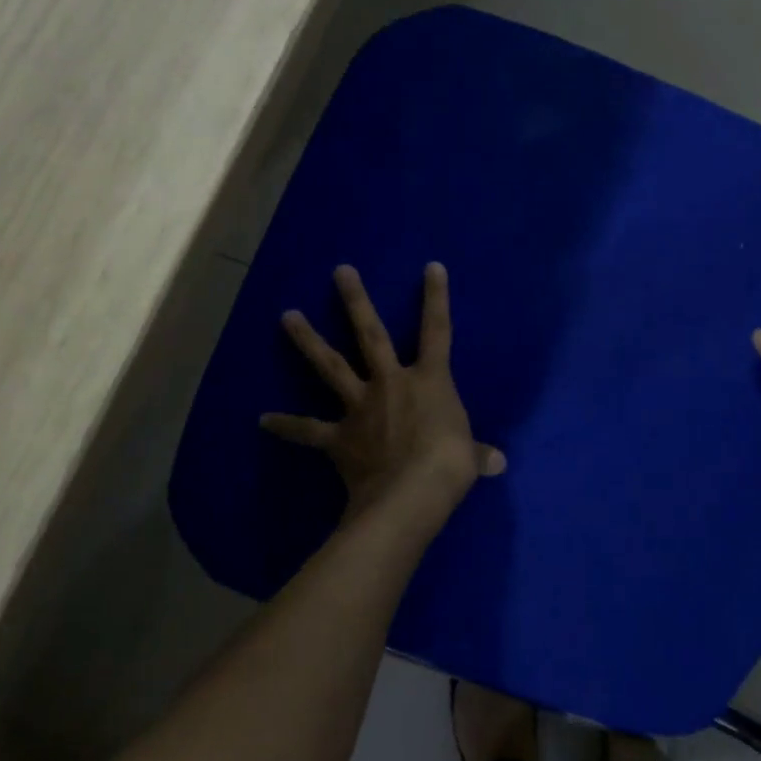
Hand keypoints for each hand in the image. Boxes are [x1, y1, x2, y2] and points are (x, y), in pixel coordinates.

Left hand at [262, 263, 505, 526]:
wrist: (410, 493)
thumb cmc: (449, 464)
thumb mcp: (469, 456)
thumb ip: (479, 454)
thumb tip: (498, 464)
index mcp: (429, 381)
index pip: (437, 330)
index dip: (436, 297)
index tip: (431, 266)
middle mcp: (391, 383)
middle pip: (371, 334)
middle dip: (355, 301)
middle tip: (340, 271)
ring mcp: (361, 407)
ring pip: (331, 367)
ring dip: (308, 341)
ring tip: (287, 315)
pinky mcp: (339, 437)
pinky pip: (309, 429)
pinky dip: (286, 425)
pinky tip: (262, 420)